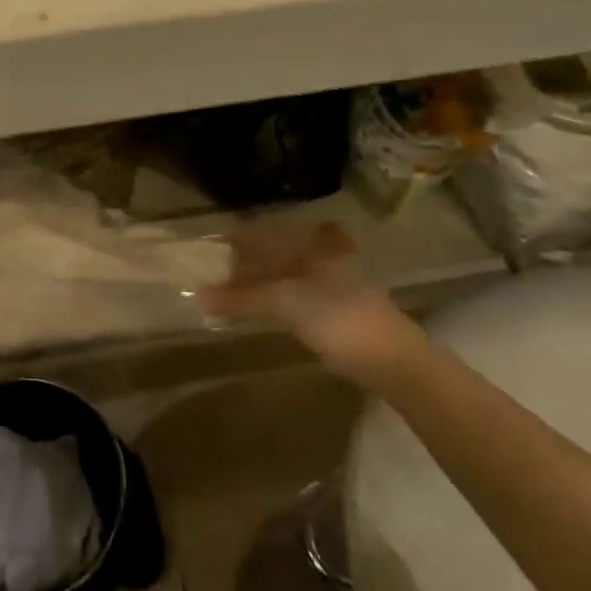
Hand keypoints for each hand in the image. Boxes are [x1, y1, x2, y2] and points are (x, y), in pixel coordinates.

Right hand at [200, 219, 414, 379]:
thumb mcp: (284, 302)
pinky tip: (256, 309)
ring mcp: (333, 281)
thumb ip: (242, 298)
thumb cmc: (338, 317)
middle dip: (246, 263)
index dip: (240, 238)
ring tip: (228, 292)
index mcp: (316, 241)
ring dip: (257, 284)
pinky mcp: (335, 308)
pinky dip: (271, 300)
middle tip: (215, 272)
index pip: (269, 230)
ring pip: (284, 275)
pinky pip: (293, 295)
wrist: (391, 360)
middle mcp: (325, 253)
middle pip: (276, 252)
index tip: (213, 245)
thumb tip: (199, 296)